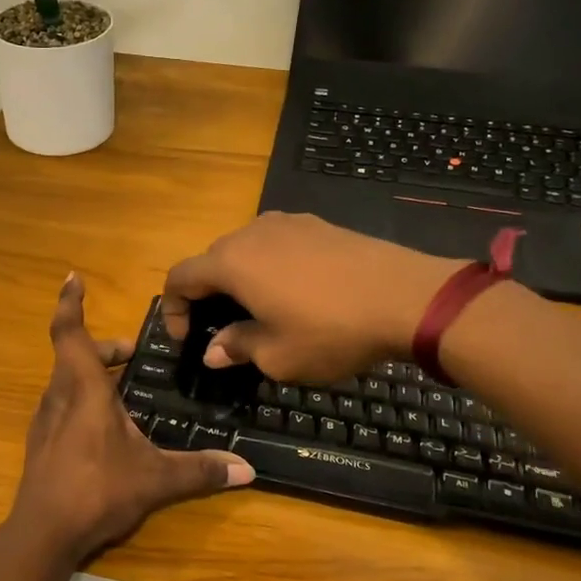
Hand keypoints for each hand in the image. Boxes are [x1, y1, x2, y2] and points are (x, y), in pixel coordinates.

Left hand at [6, 274, 253, 567]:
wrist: (42, 535)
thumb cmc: (97, 490)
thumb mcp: (155, 479)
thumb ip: (200, 470)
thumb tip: (248, 470)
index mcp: (84, 390)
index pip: (70, 333)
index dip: (70, 303)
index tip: (72, 277)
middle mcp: (59, 397)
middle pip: (75, 356)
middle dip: (103, 349)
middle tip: (132, 355)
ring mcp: (45, 421)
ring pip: (66, 381)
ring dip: (91, 374)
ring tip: (123, 389)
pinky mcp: (42, 444)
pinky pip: (61, 405)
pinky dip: (81, 399)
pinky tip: (104, 428)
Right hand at [162, 212, 463, 381]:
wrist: (407, 297)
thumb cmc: (331, 331)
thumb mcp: (278, 356)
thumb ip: (238, 348)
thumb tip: (213, 351)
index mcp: (232, 262)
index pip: (180, 277)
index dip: (173, 309)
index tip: (187, 339)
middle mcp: (252, 233)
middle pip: (212, 260)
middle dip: (207, 295)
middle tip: (222, 330)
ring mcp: (289, 223)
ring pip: (246, 249)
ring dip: (240, 279)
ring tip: (259, 312)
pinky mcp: (319, 225)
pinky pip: (278, 245)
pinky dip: (270, 268)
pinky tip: (296, 294)